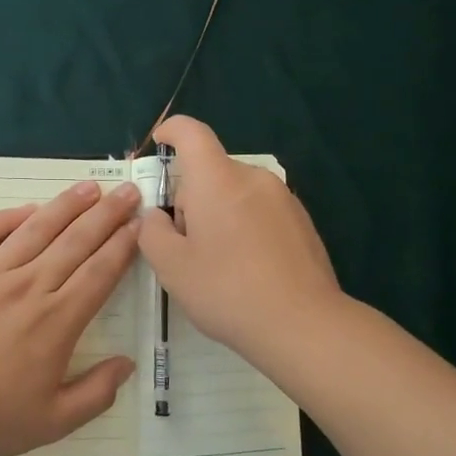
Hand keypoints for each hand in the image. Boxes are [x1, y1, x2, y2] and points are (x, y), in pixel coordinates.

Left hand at [0, 179, 142, 455]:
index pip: (100, 272)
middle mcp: (30, 286)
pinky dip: (10, 216)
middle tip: (127, 191)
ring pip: (37, 228)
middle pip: (76, 241)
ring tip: (89, 188)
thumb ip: (96, 393)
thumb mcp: (53, 422)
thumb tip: (128, 363)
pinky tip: (28, 209)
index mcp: (58, 321)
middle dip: (106, 214)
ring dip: (66, 205)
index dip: (123, 246)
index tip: (139, 224)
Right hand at [138, 115, 341, 358]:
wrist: (303, 324)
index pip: (191, 132)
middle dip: (191, 197)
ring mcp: (283, 198)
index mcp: (218, 180)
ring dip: (219, 214)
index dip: (170, 130)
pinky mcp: (302, 221)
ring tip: (218, 263)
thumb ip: (152, 232)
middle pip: (212, 171)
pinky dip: (245, 227)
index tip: (159, 144)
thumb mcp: (171, 266)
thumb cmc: (227, 290)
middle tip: (184, 244)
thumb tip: (157, 217)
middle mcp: (253, 178)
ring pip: (236, 192)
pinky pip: (260, 211)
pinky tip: (248, 270)